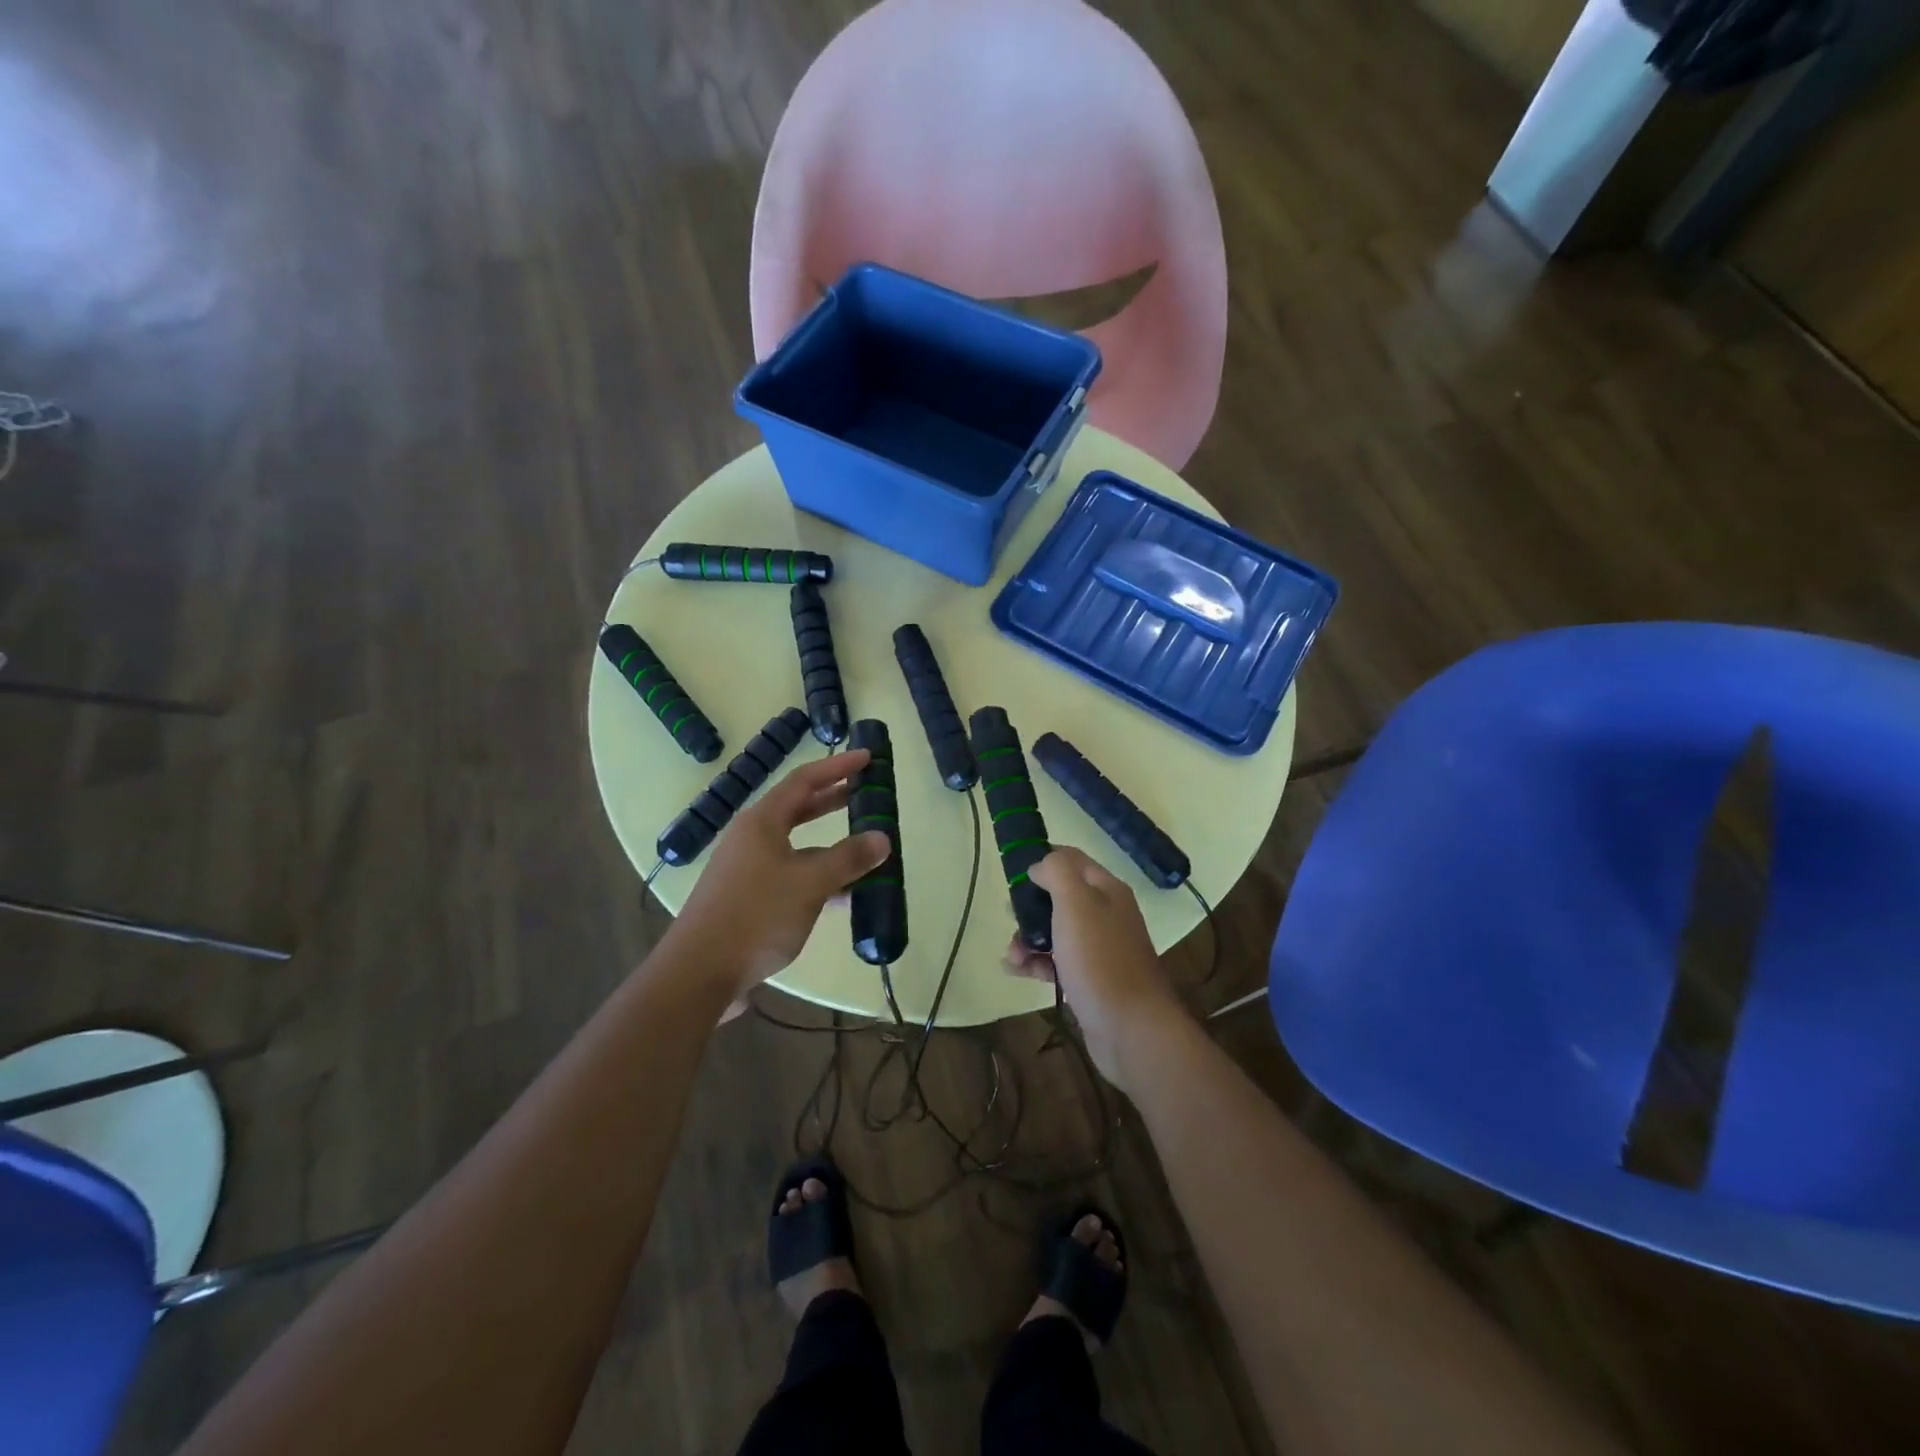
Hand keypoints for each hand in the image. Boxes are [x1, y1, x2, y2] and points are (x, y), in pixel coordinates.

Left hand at [673, 751, 890, 997]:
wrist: (699, 973)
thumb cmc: (755, 916)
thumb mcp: (809, 883)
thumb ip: (848, 858)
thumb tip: (882, 838)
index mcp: (762, 822)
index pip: (804, 780)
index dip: (837, 767)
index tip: (867, 757)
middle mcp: (752, 839)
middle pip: (798, 808)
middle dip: (834, 799)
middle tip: (867, 792)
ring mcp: (748, 869)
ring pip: (797, 846)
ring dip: (830, 845)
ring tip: (865, 848)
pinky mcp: (748, 899)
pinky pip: (791, 875)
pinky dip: (818, 877)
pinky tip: (843, 896)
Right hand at [1004, 847, 1186, 1091]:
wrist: (1130, 1029)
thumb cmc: (1100, 959)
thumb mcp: (1076, 903)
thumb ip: (1057, 873)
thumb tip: (1040, 866)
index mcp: (1106, 890)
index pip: (1071, 860)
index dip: (1042, 861)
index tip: (1013, 875)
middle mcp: (1106, 915)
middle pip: (1059, 897)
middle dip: (1029, 905)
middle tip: (1010, 917)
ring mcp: (1098, 949)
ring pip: (1054, 930)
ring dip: (1027, 937)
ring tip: (1011, 955)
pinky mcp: (1089, 980)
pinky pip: (1056, 961)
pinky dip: (1035, 963)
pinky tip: (1015, 971)